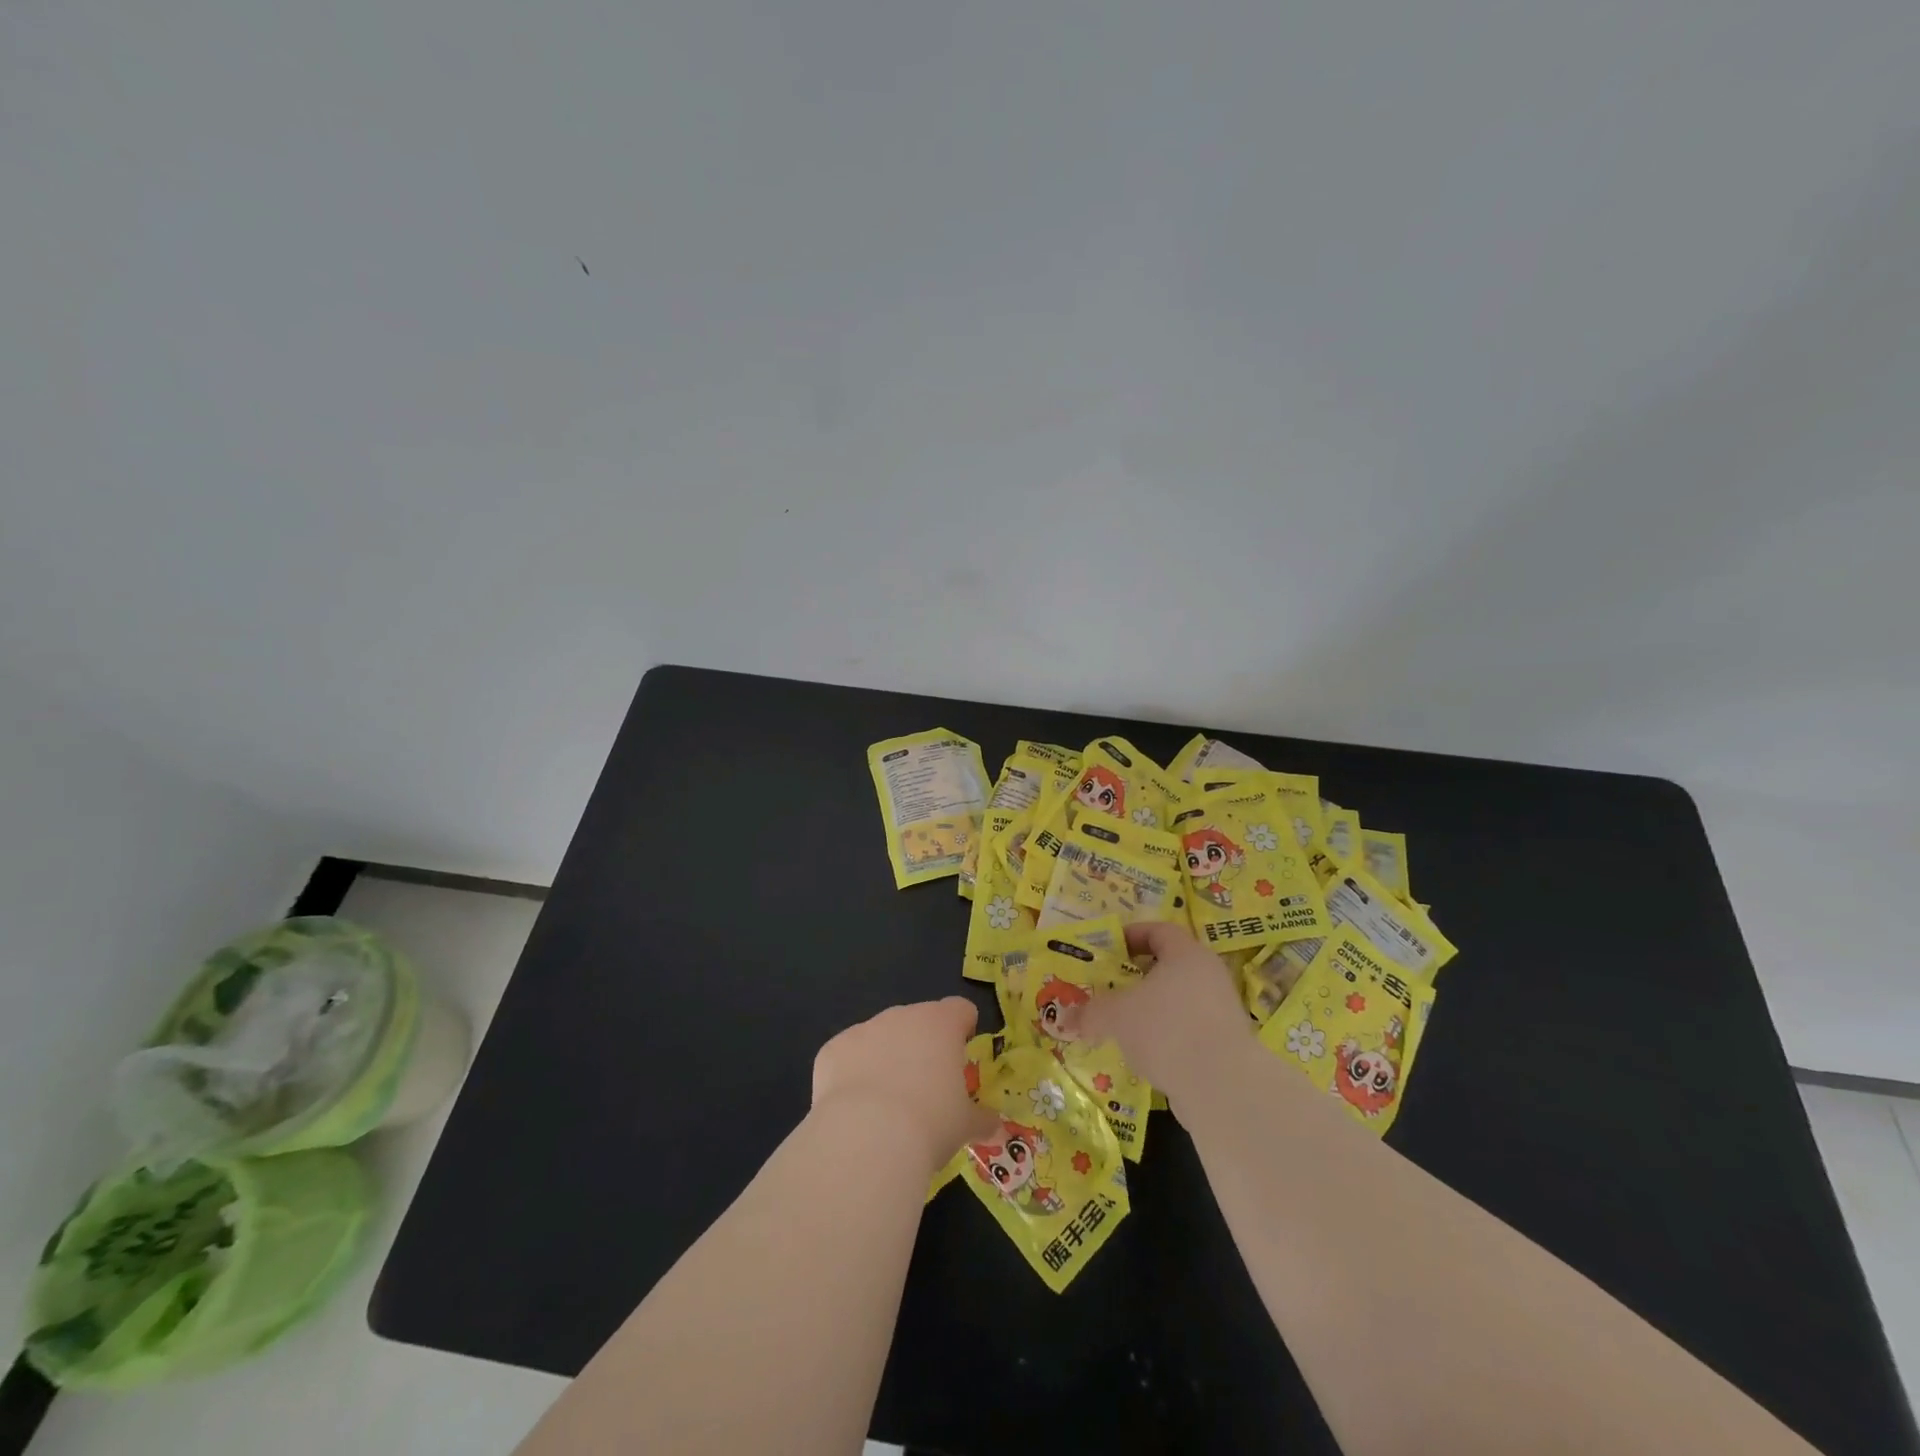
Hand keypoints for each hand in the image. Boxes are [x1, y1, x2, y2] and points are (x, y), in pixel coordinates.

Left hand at [811, 997, 998, 1173]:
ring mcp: (864, 1029)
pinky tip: (856, 1109)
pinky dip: (853, 1074)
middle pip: (918, 1020)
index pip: (960, 1009)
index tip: (963, 1051)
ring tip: (888, 1103)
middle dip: (923, 1045)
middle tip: (926, 1085)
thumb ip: (983, 1120)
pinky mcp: (832, 1050)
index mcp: (941, 1024)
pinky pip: (849, 1056)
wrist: (866, 1137)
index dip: (964, 1027)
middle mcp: (902, 1016)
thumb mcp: (965, 1125)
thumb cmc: (930, 1123)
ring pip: (881, 1036)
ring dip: (887, 1057)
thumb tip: (996, 1126)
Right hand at [1080, 921, 1255, 1099]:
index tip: (1111, 949)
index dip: (1133, 935)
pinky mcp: (1227, 1044)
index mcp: (1186, 954)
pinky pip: (1190, 1030)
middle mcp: (1209, 975)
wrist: (1222, 1085)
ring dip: (1153, 1009)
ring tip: (1124, 1025)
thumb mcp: (1116, 1016)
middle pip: (1171, 966)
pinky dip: (1168, 1036)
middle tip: (1112, 986)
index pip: (1159, 930)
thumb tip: (1065, 1019)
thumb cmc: (1165, 1028)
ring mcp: (1222, 1011)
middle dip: (1139, 976)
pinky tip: (1148, 1055)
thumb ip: (1090, 1013)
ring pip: (1180, 1000)